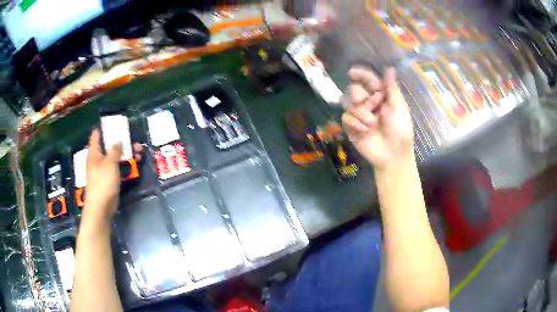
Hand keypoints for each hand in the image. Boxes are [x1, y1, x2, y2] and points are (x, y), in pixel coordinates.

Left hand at [84, 129, 142, 224]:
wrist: (101, 207)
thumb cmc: (103, 182)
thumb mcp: (110, 163)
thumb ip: (115, 150)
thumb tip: (118, 141)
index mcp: (94, 152)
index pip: (97, 135)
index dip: (104, 128)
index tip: (115, 124)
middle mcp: (98, 159)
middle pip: (109, 146)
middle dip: (122, 142)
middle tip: (134, 141)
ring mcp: (103, 170)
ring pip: (115, 157)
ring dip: (126, 154)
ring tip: (139, 153)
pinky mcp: (109, 180)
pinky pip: (117, 169)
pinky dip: (125, 166)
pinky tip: (134, 165)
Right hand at [342, 68, 413, 170]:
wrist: (392, 155)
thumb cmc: (400, 131)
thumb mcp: (399, 108)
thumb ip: (391, 88)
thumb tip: (389, 67)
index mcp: (381, 95)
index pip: (367, 79)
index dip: (360, 74)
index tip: (352, 73)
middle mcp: (368, 102)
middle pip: (353, 88)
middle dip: (360, 96)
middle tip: (372, 106)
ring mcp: (358, 115)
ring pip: (347, 102)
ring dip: (359, 112)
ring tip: (371, 124)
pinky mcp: (351, 127)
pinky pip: (345, 118)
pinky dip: (355, 124)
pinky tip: (365, 132)